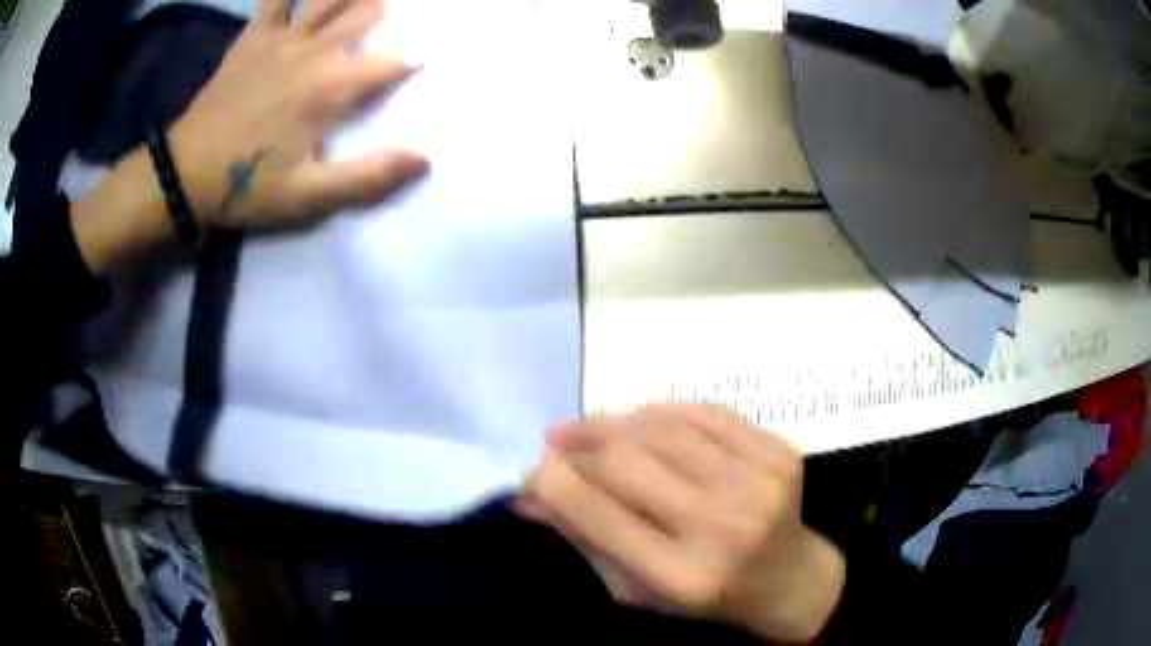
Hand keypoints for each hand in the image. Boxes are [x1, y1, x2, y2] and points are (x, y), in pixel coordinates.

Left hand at [170, 0, 426, 228]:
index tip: (423, 61)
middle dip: (389, 10)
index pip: (390, 62)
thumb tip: (425, 159)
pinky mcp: (253, 36)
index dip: (412, 60)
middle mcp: (312, 51)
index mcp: (329, 89)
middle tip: (398, 12)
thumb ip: (367, 177)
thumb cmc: (245, 185)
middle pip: (367, 13)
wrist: (184, 174)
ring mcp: (281, 37)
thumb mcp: (307, 196)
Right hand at [520, 404, 844, 642]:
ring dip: (614, 420)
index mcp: (681, 576)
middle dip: (580, 444)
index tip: (533, 471)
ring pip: (664, 426)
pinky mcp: (780, 452)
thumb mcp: (636, 590)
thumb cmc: (705, 598)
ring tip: (590, 429)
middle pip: (627, 460)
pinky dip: (661, 411)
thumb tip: (529, 496)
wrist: (789, 580)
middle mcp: (723, 526)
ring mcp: (758, 483)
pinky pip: (705, 411)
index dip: (553, 483)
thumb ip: (584, 539)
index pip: (598, 514)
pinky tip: (640, 420)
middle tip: (558, 444)